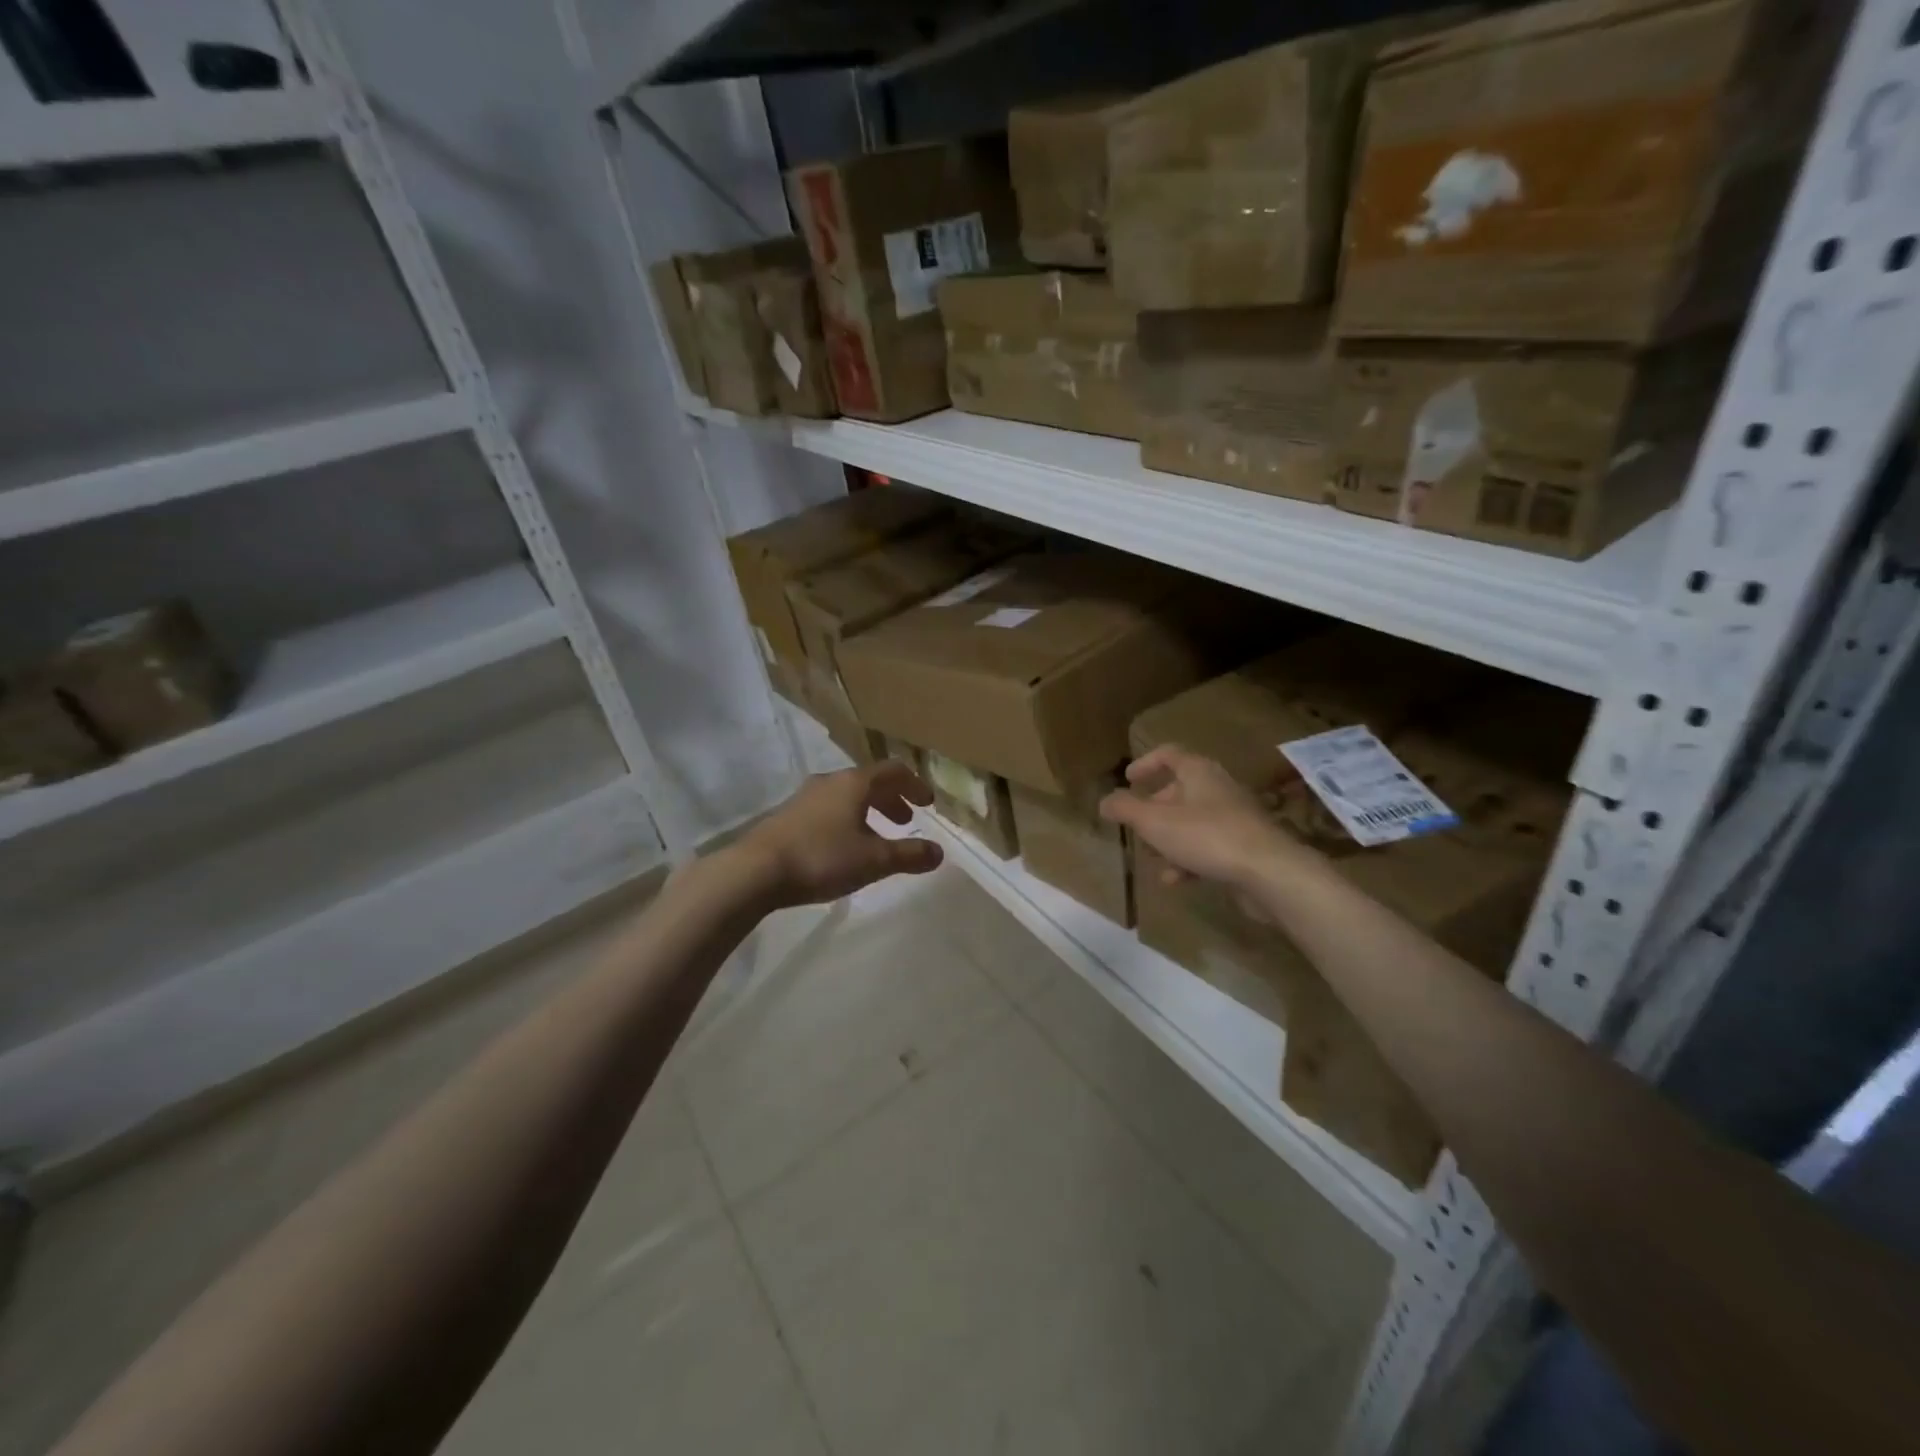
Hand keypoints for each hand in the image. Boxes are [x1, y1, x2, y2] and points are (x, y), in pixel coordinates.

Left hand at [735, 761, 943, 908]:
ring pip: (847, 795)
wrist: (755, 870)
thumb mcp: (873, 860)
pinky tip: (844, 846)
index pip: (894, 771)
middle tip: (906, 821)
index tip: (928, 804)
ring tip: (877, 836)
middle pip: (870, 781)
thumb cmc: (822, 858)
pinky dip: (847, 819)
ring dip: (869, 810)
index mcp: (855, 783)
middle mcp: (830, 781)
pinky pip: (828, 808)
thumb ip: (909, 855)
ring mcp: (805, 796)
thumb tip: (939, 852)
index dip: (915, 785)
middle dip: (892, 799)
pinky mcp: (788, 814)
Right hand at [1099, 745, 1307, 899]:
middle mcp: (1218, 788)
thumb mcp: (1154, 822)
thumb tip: (1104, 801)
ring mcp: (1235, 818)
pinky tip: (1175, 880)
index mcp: (1198, 772)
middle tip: (1136, 824)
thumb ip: (1125, 809)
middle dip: (1154, 808)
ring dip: (1168, 838)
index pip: (1169, 754)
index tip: (1128, 779)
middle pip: (1180, 790)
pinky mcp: (1244, 846)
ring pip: (1192, 822)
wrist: (1268, 872)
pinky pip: (1208, 847)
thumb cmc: (1206, 836)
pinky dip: (1188, 859)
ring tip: (1151, 857)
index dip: (1146, 763)